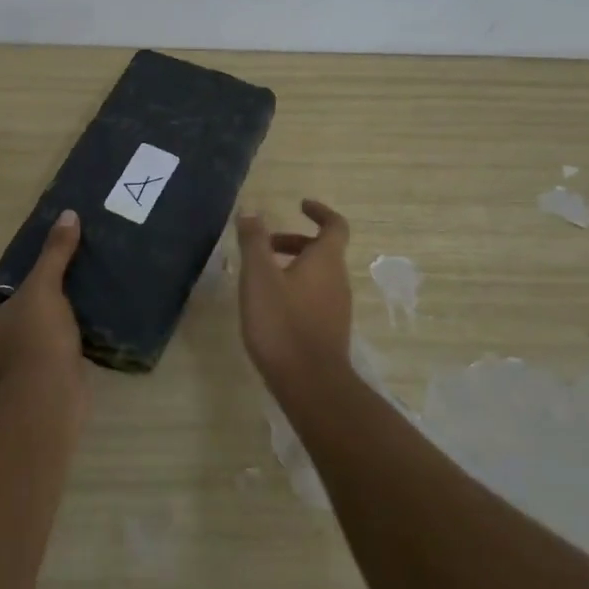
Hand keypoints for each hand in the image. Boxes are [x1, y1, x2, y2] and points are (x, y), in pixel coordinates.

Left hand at [0, 209, 85, 392]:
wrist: (51, 398)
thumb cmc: (36, 338)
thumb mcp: (45, 286)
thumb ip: (55, 253)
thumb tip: (68, 215)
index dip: (20, 279)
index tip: (44, 269)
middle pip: (16, 317)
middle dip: (38, 304)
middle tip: (66, 283)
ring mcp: (12, 375)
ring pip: (33, 340)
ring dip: (51, 328)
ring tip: (80, 306)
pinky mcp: (37, 390)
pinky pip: (49, 359)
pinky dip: (62, 348)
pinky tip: (83, 335)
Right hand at [236, 199, 354, 384]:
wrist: (310, 384)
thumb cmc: (282, 323)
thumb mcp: (259, 277)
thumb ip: (254, 242)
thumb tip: (251, 212)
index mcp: (325, 260)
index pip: (334, 225)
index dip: (319, 211)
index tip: (300, 205)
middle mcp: (338, 280)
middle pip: (322, 250)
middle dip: (294, 241)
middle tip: (265, 245)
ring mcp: (337, 307)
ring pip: (317, 275)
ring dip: (292, 266)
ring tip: (260, 278)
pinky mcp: (330, 330)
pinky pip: (315, 297)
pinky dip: (295, 289)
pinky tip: (270, 307)